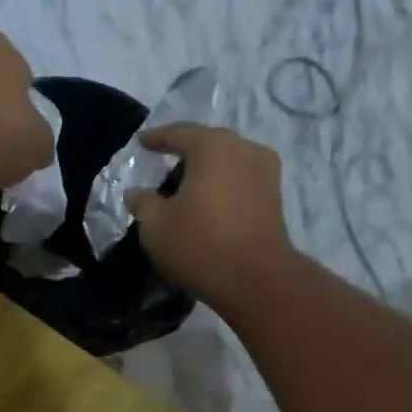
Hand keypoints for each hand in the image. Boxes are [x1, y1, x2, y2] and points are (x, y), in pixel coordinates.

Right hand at [126, 123, 295, 307]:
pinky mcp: (275, 197)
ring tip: (186, 192)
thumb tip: (135, 193)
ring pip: (227, 163)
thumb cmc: (200, 244)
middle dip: (185, 155)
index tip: (142, 143)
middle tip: (164, 170)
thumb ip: (142, 203)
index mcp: (212, 146)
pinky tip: (209, 205)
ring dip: (206, 173)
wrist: (256, 279)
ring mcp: (265, 172)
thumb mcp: (156, 226)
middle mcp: (243, 149)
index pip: (179, 133)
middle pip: (207, 144)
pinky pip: (241, 181)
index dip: (157, 138)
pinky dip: (223, 188)